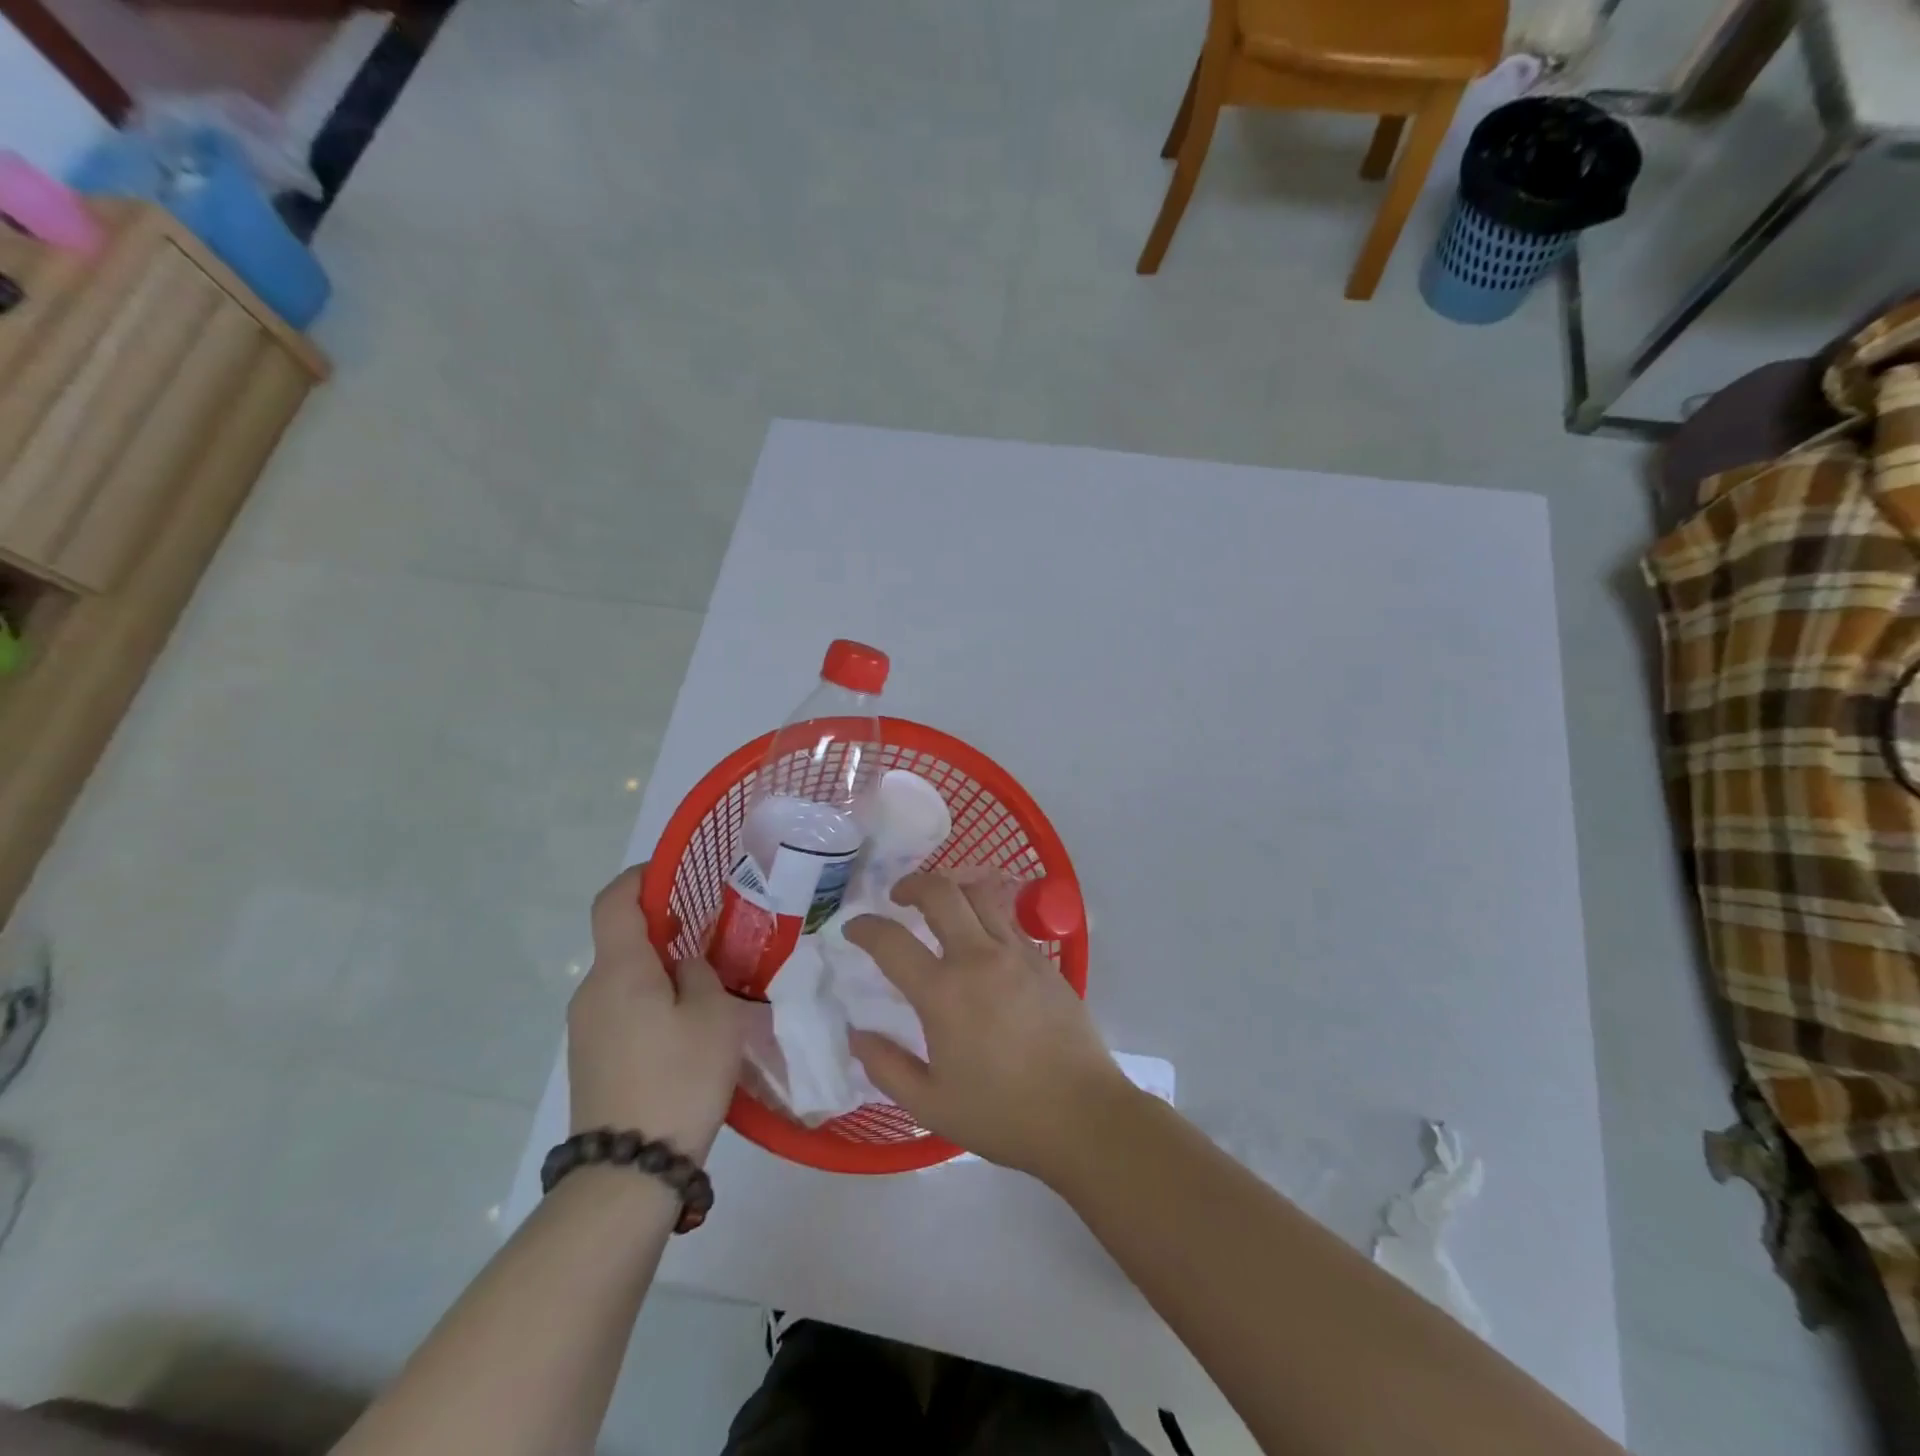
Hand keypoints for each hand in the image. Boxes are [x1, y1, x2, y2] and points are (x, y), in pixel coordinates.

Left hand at [567, 866, 740, 1160]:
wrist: (628, 1171)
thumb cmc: (678, 1078)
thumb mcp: (714, 1015)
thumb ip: (701, 973)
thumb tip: (684, 966)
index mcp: (620, 970)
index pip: (614, 900)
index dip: (642, 877)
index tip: (678, 875)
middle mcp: (592, 991)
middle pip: (623, 940)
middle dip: (667, 929)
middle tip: (716, 937)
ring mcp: (586, 1028)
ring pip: (626, 978)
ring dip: (662, 970)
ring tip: (710, 987)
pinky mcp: (591, 1058)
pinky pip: (622, 1009)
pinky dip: (652, 1001)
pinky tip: (687, 1029)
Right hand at [844, 872, 1129, 1178]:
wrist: (1082, 1115)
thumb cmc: (1002, 1114)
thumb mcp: (930, 1105)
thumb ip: (886, 1067)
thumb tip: (858, 1035)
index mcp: (943, 993)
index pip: (891, 941)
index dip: (865, 928)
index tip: (853, 929)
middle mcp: (979, 958)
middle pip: (941, 892)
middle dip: (912, 883)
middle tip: (898, 897)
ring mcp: (1017, 953)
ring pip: (980, 893)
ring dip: (952, 889)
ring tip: (940, 905)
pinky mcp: (1044, 960)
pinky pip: (1007, 919)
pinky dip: (984, 913)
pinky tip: (980, 937)